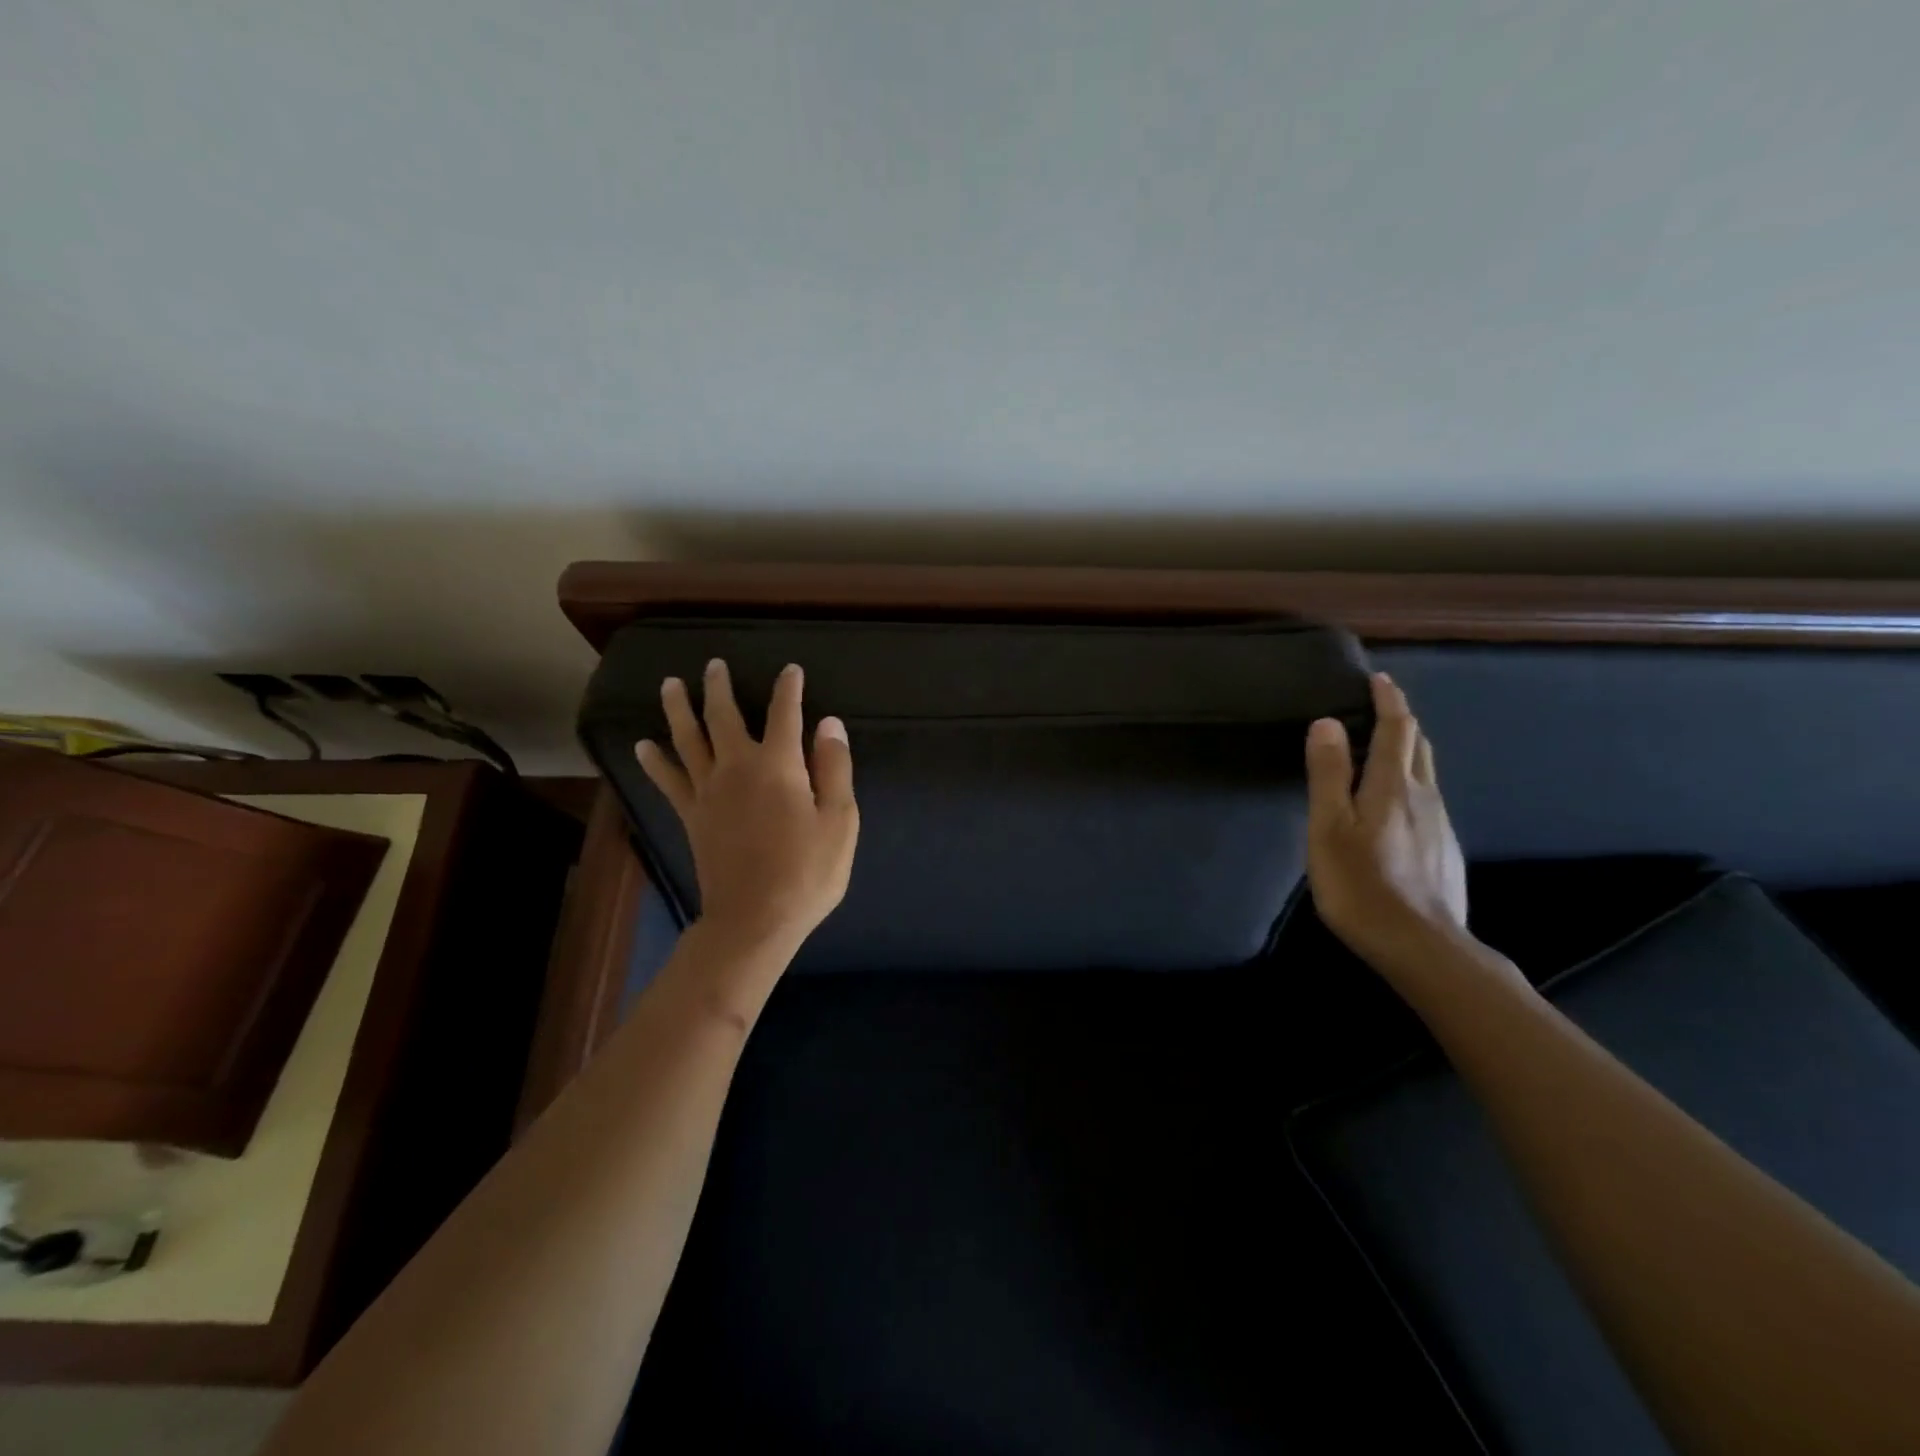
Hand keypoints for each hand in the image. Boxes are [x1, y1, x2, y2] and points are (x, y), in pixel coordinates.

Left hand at [636, 659, 858, 956]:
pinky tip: (644, 745)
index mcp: (778, 765)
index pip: (784, 713)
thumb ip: (834, 768)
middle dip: (719, 687)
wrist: (754, 919)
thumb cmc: (807, 872)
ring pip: (687, 738)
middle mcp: (737, 767)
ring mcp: (708, 791)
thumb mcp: (839, 821)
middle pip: (723, 716)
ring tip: (670, 684)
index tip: (790, 670)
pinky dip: (655, 760)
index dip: (788, 688)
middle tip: (713, 664)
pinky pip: (667, 779)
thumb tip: (828, 723)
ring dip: (679, 709)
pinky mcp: (690, 815)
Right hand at [1304, 672, 1468, 971]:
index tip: (1379, 678)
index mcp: (1394, 785)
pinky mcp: (1445, 851)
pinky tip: (1395, 808)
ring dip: (1407, 753)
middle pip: (1419, 746)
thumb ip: (1330, 774)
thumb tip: (1328, 723)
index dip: (1388, 700)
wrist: (1422, 946)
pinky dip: (1411, 786)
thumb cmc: (1362, 883)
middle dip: (1402, 721)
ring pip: (1426, 775)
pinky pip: (1427, 802)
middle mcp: (1425, 797)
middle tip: (1381, 709)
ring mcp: (1440, 825)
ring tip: (1383, 752)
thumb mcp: (1330, 827)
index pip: (1397, 728)